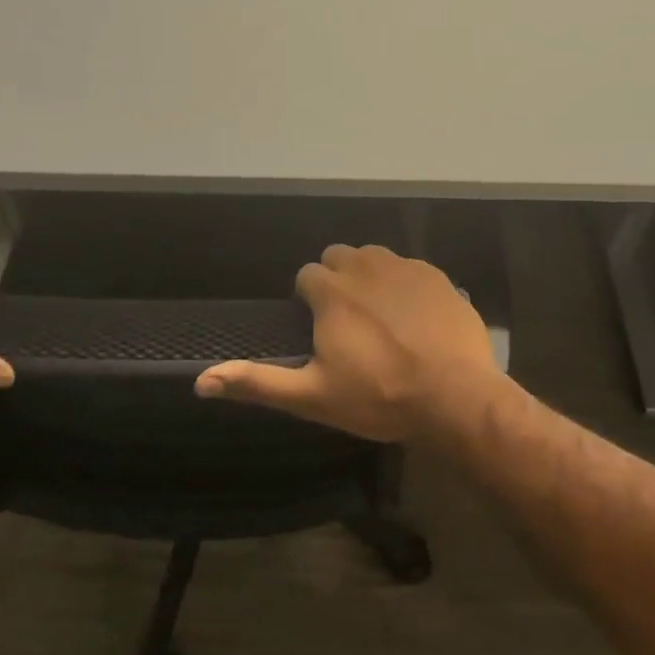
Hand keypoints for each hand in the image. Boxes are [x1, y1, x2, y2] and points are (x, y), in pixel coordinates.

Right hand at [194, 243, 504, 442]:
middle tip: (349, 323)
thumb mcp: (312, 396)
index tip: (321, 328)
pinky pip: (410, 268)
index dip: (310, 300)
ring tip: (381, 318)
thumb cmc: (378, 397)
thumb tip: (201, 381)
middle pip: (339, 258)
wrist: (454, 396)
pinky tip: (415, 318)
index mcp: (331, 291)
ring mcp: (405, 267)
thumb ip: (257, 382)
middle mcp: (365, 266)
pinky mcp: (437, 275)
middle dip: (338, 281)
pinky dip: (405, 285)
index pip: (307, 275)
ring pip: (375, 257)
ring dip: (370, 277)